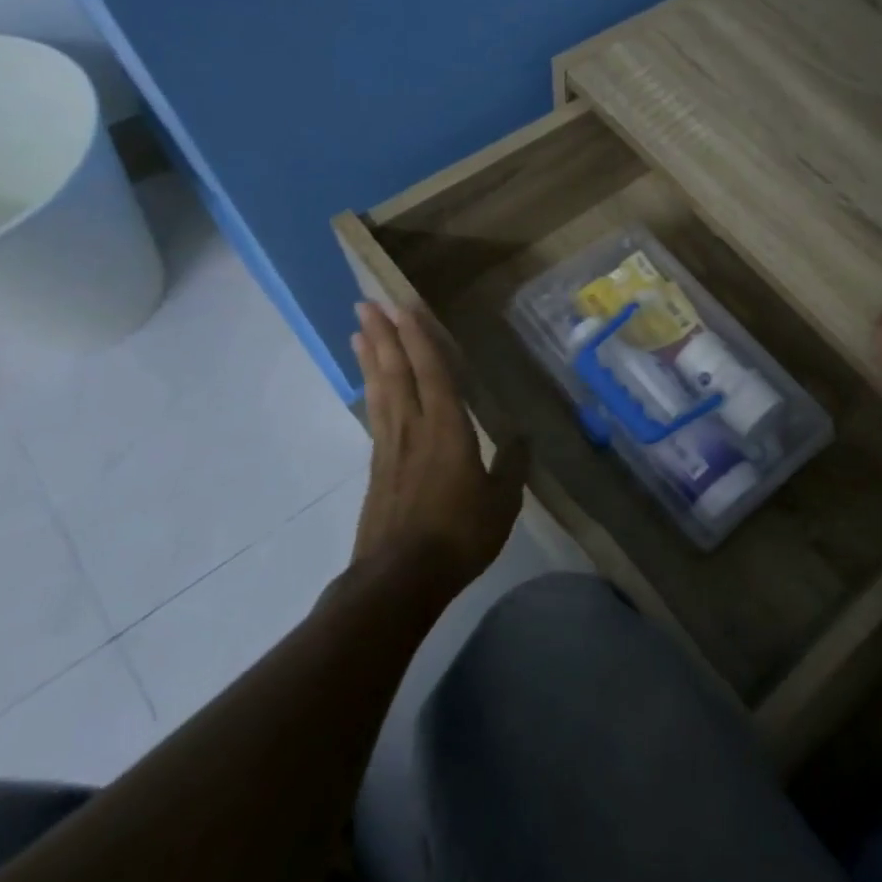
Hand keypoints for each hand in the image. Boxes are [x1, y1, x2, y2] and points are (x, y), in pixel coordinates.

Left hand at [349, 301, 528, 596]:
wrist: (400, 579)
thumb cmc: (459, 536)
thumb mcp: (502, 503)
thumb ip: (512, 466)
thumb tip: (523, 437)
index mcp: (448, 431)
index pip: (433, 373)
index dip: (420, 339)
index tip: (404, 307)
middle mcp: (414, 429)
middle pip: (397, 373)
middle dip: (384, 336)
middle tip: (366, 303)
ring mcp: (390, 448)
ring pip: (381, 390)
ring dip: (371, 357)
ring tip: (359, 330)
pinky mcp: (377, 468)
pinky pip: (375, 414)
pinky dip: (371, 389)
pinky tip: (370, 384)